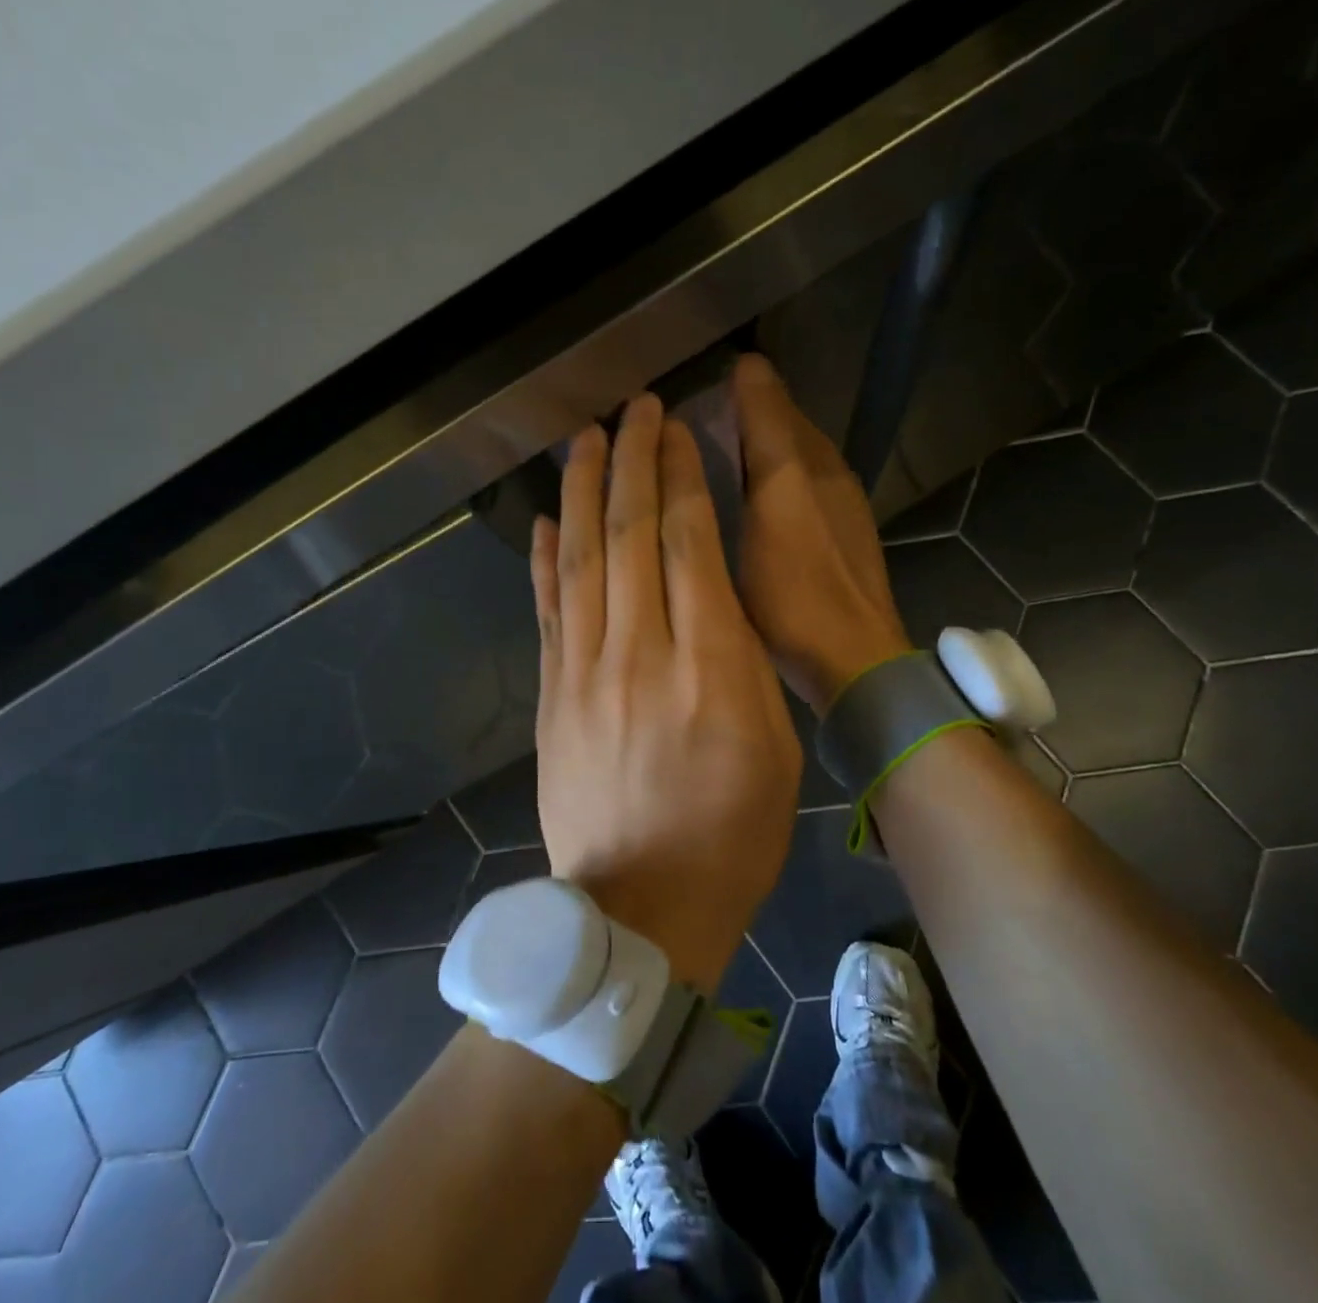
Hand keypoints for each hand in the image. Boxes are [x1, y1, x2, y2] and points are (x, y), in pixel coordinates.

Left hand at [530, 394, 801, 991]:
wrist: (640, 907)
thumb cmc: (731, 832)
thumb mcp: (774, 743)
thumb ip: (743, 659)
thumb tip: (712, 592)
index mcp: (708, 666)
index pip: (688, 545)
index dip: (680, 479)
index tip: (677, 431)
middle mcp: (639, 654)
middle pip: (629, 536)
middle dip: (633, 463)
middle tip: (634, 409)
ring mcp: (583, 672)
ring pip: (579, 561)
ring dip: (582, 492)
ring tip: (585, 439)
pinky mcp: (550, 695)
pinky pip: (547, 611)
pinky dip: (543, 559)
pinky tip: (544, 519)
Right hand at [732, 354, 911, 713]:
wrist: (853, 659)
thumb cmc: (795, 592)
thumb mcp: (765, 513)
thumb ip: (755, 445)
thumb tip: (743, 377)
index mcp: (805, 464)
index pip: (770, 399)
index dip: (739, 385)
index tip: (699, 384)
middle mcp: (828, 474)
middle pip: (787, 425)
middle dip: (751, 412)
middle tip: (701, 420)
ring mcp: (840, 508)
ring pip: (798, 456)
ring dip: (765, 445)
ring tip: (724, 454)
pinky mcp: (843, 538)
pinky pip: (806, 487)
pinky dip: (780, 479)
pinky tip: (759, 503)